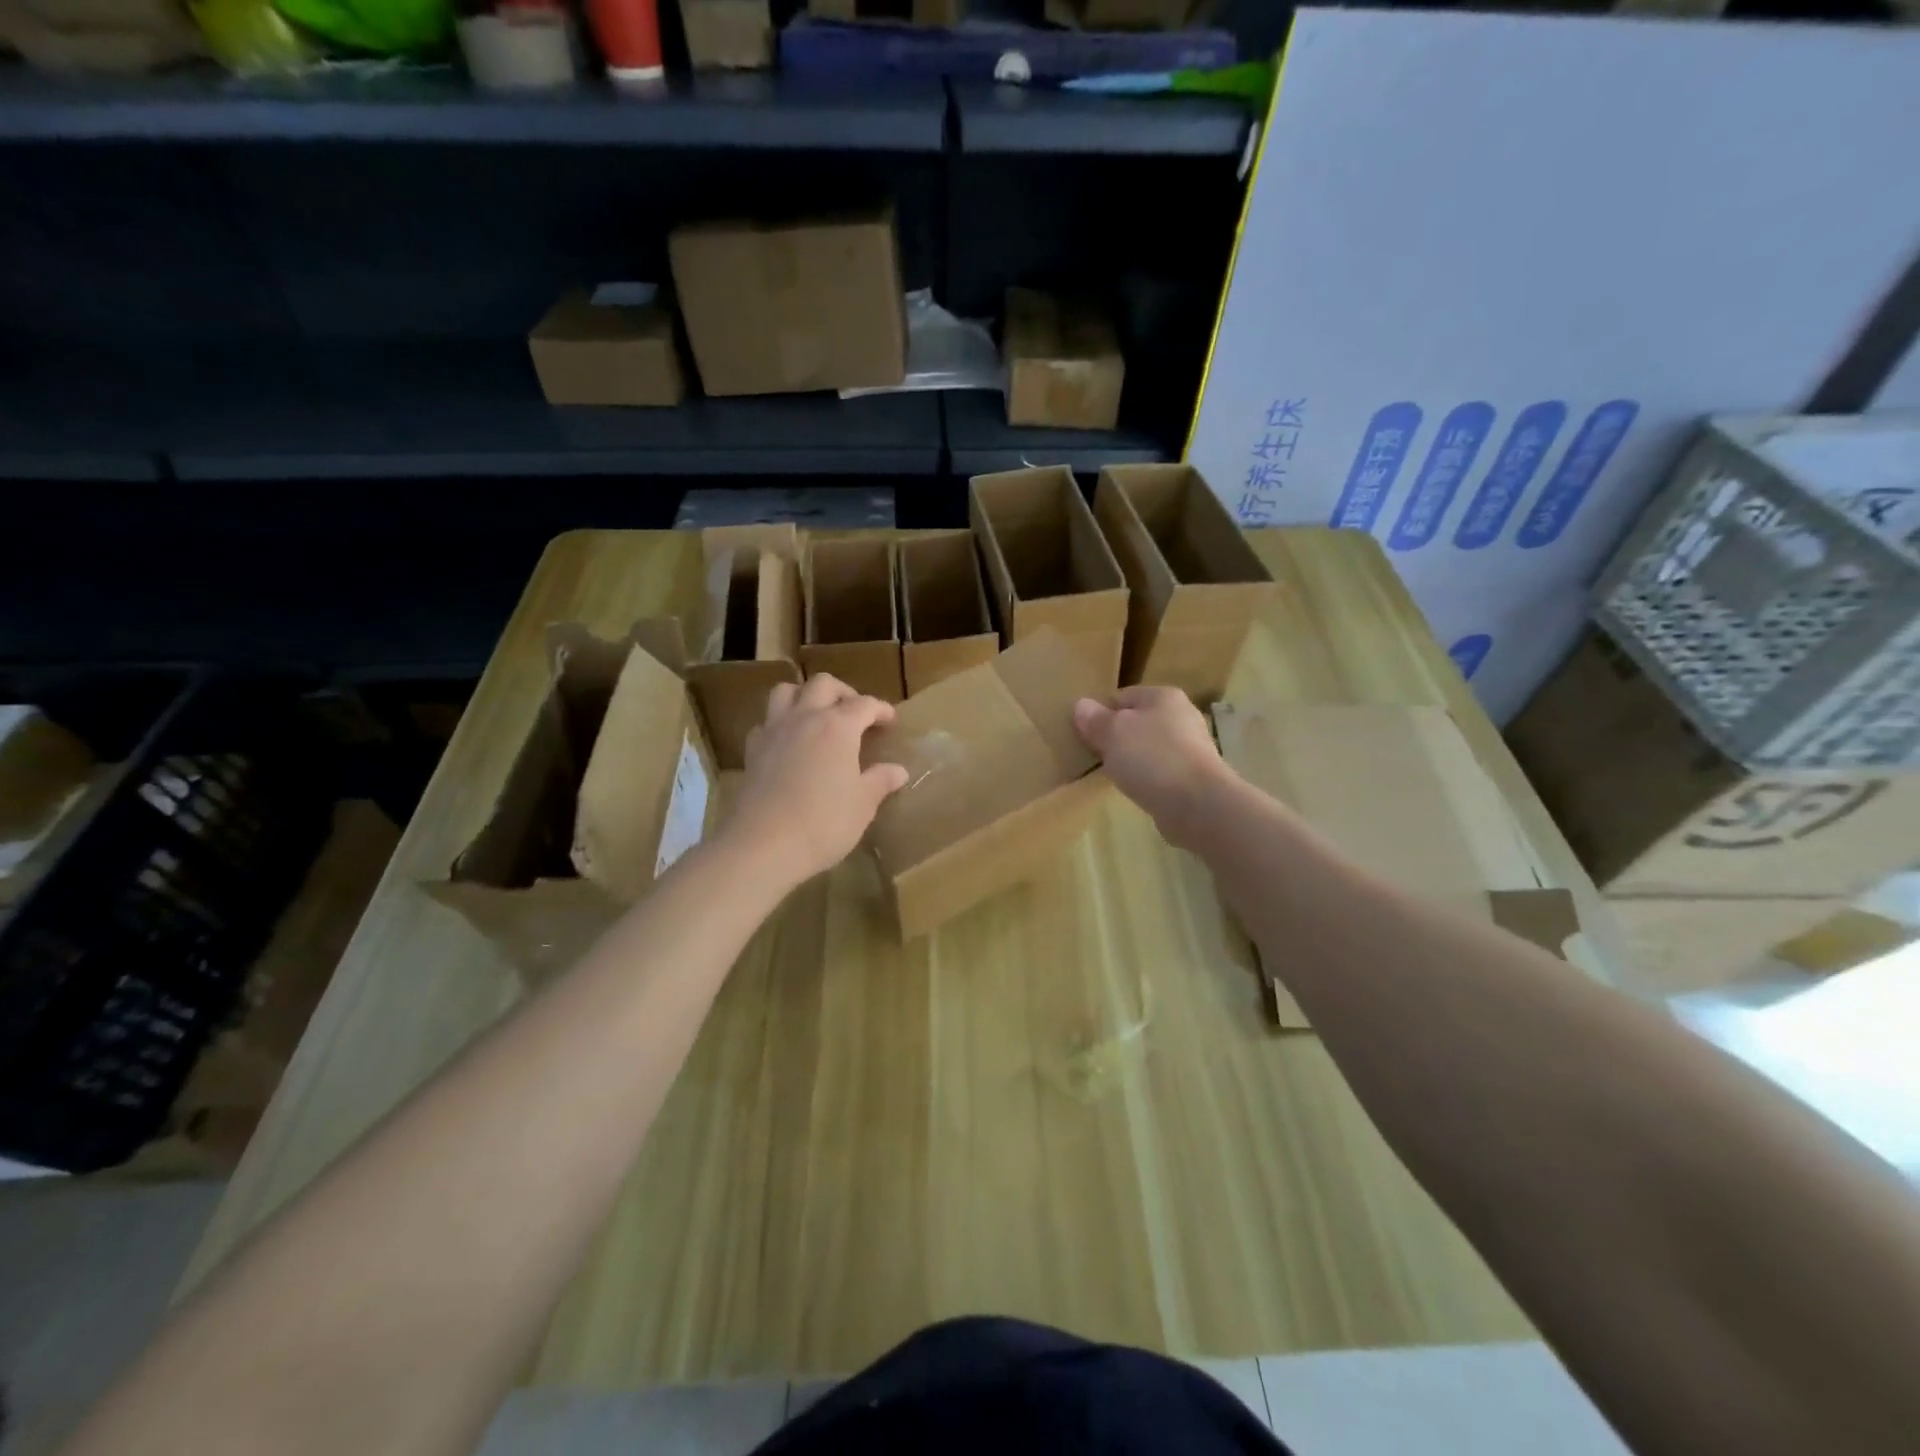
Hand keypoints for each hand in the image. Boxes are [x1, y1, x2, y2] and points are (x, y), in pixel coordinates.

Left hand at [724, 674, 910, 887]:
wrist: (764, 845)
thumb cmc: (824, 822)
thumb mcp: (863, 804)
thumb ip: (880, 781)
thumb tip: (898, 770)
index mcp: (838, 726)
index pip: (865, 704)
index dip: (881, 709)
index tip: (891, 720)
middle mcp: (804, 718)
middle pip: (823, 684)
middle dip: (843, 692)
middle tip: (855, 713)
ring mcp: (774, 731)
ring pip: (786, 692)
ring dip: (805, 696)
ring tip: (817, 716)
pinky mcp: (752, 750)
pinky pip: (766, 722)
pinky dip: (779, 723)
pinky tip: (789, 743)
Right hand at [1072, 686, 1229, 849]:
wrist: (1198, 804)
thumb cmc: (1152, 758)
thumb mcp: (1112, 733)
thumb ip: (1094, 719)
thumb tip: (1081, 705)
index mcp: (1164, 696)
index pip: (1122, 696)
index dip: (1100, 713)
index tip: (1085, 735)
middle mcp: (1182, 716)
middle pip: (1138, 722)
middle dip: (1117, 738)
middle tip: (1096, 756)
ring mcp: (1192, 747)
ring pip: (1150, 747)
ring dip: (1133, 759)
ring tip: (1115, 776)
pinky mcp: (1196, 776)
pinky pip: (1162, 771)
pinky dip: (1148, 778)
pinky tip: (1137, 791)